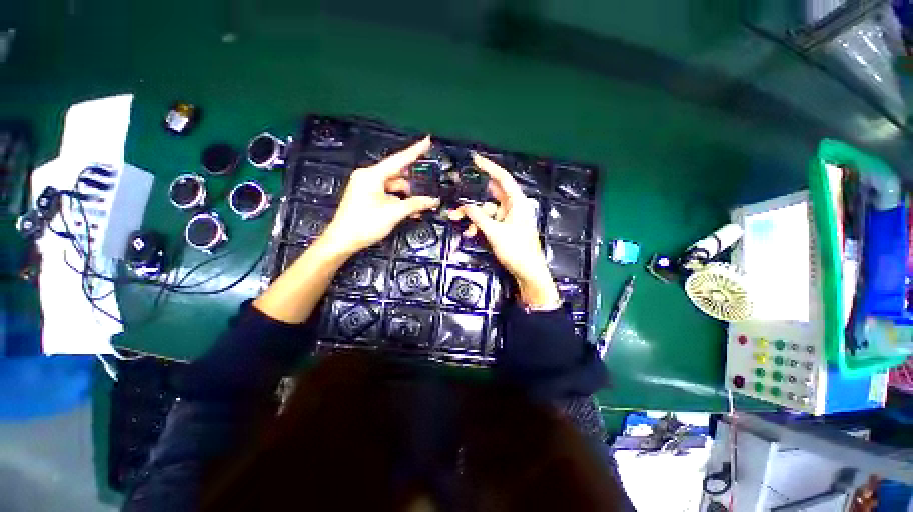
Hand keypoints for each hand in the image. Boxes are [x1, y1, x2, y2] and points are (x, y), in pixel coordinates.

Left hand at [321, 136, 439, 255]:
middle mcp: (368, 176)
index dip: (415, 150)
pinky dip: (398, 199)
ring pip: (393, 185)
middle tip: (426, 189)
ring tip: (417, 208)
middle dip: (412, 184)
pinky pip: (387, 192)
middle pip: (397, 174)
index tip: (427, 140)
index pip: (399, 160)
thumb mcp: (394, 213)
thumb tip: (434, 201)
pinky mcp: (366, 195)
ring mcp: (366, 186)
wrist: (343, 240)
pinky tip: (407, 210)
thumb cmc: (365, 224)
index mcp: (372, 175)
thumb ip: (415, 204)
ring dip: (406, 196)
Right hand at [448, 153, 559, 307]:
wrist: (528, 272)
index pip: (502, 179)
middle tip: (457, 194)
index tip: (475, 160)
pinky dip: (479, 225)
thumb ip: (479, 217)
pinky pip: (489, 221)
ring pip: (487, 210)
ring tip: (455, 218)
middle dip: (473, 197)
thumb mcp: (495, 233)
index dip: (489, 167)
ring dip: (472, 215)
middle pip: (491, 195)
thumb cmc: (516, 250)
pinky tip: (469, 233)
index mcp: (517, 203)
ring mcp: (509, 218)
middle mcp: (513, 207)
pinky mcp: (505, 228)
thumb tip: (465, 205)